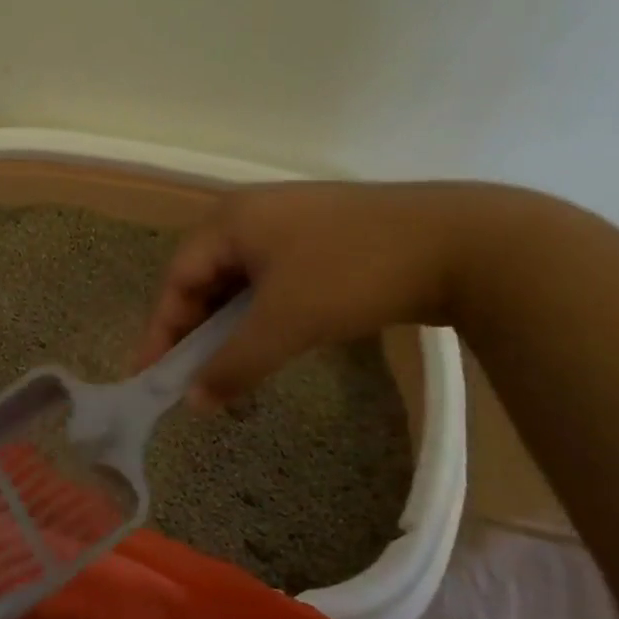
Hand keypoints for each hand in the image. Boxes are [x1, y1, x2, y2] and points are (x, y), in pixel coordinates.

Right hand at [139, 180, 550, 406]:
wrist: (467, 242)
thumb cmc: (353, 273)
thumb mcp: (285, 323)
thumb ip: (233, 365)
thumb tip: (192, 403)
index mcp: (230, 220)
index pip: (177, 279)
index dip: (161, 330)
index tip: (151, 377)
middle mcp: (252, 214)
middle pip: (205, 278)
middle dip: (195, 331)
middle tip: (188, 377)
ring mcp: (291, 224)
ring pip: (241, 282)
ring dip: (230, 327)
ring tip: (225, 367)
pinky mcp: (324, 240)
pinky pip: (273, 281)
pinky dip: (262, 315)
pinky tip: (268, 342)